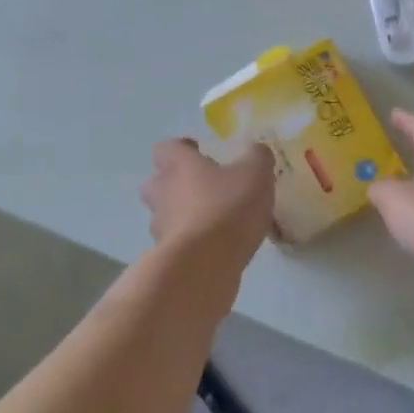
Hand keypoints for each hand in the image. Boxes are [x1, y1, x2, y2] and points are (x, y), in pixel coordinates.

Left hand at [142, 138, 274, 263]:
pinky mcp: (167, 256)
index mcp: (179, 166)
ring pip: (165, 215)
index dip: (182, 149)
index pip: (166, 148)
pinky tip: (217, 248)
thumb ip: (256, 157)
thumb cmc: (227, 208)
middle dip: (175, 184)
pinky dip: (192, 243)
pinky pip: (178, 243)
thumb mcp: (255, 173)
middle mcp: (163, 192)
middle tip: (204, 189)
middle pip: (156, 182)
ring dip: (183, 216)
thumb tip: (256, 152)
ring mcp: (161, 227)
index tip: (201, 154)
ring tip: (214, 222)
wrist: (204, 265)